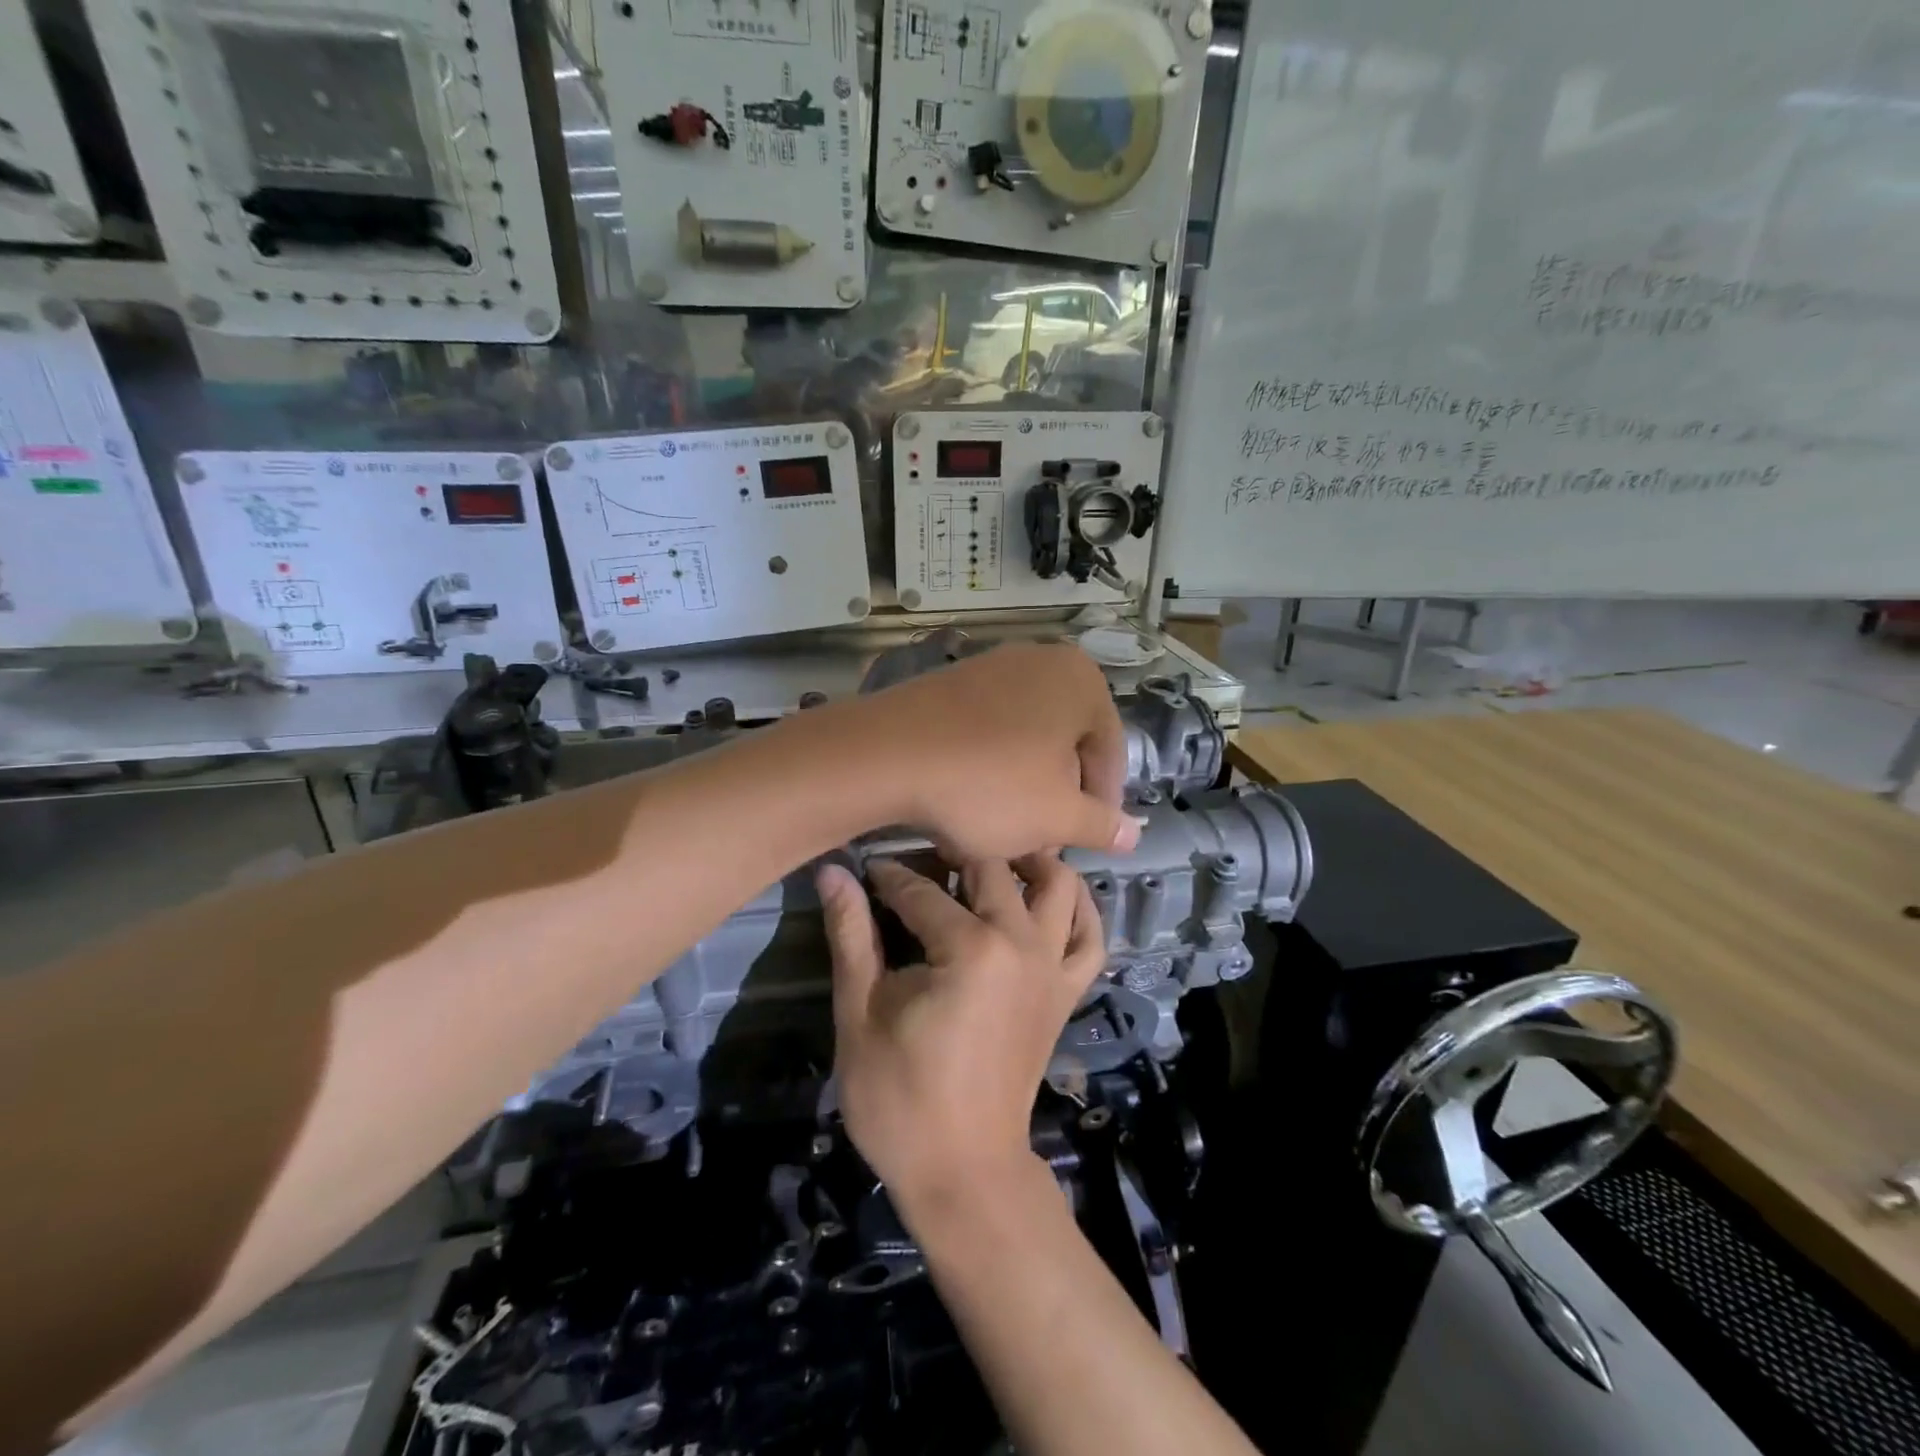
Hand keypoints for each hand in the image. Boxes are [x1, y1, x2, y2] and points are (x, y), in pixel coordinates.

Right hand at [820, 855, 1105, 1213]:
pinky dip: (1078, 907)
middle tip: (919, 860)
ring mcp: (1053, 966)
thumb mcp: (859, 1015)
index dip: (887, 875)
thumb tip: (832, 870)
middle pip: (992, 867)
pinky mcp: (1067, 991)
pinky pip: (1090, 934)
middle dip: (952, 853)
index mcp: (969, 948)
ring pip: (1058, 884)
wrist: (964, 1172)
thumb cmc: (900, 1100)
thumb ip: (851, 935)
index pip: (921, 889)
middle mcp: (1022, 943)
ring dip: (1028, 862)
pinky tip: (1048, 898)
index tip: (865, 868)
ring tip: (989, 861)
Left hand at [834, 643, 1136, 858]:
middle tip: (1045, 839)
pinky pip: (986, 730)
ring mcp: (988, 666)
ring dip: (1023, 785)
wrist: (885, 755)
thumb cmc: (988, 784)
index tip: (1085, 841)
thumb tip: (1135, 833)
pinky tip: (969, 799)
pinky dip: (988, 765)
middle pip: (1066, 743)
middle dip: (1059, 795)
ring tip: (1005, 827)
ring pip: (1025, 739)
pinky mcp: (947, 684)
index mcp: (1080, 679)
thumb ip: (1103, 824)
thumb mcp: (1057, 817)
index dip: (1102, 805)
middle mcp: (1039, 660)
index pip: (1110, 752)